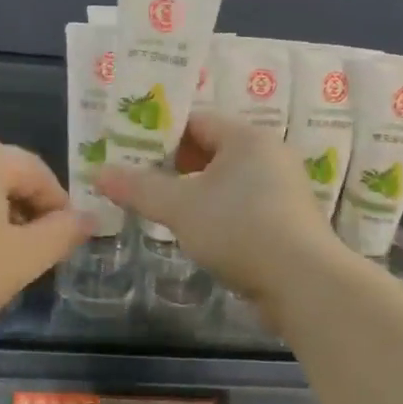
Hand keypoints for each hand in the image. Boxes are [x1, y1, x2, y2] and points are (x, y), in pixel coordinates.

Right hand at [97, 114, 347, 322]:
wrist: (304, 283)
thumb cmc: (240, 228)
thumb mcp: (181, 207)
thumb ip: (139, 187)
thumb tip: (98, 172)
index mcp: (247, 137)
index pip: (196, 120)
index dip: (160, 132)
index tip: (129, 148)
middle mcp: (269, 155)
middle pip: (212, 148)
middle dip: (174, 162)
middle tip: (137, 176)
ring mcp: (282, 189)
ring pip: (227, 180)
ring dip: (195, 189)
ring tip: (160, 204)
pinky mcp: (287, 221)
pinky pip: (242, 204)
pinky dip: (218, 211)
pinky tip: (196, 231)